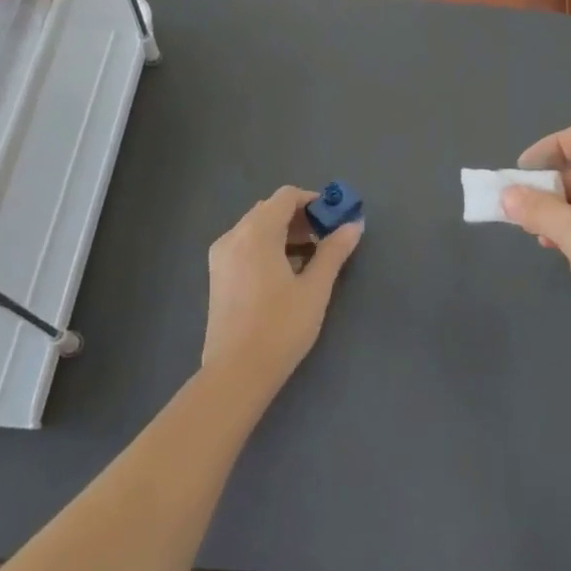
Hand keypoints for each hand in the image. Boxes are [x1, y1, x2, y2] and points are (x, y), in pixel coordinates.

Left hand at [202, 187, 362, 399]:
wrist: (236, 373)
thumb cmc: (280, 327)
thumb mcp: (315, 288)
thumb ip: (334, 251)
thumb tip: (353, 224)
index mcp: (257, 232)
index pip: (286, 196)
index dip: (313, 201)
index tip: (335, 218)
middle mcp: (234, 236)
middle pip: (270, 209)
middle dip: (300, 217)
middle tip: (326, 238)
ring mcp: (221, 256)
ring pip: (257, 228)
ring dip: (285, 232)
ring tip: (311, 257)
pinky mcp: (217, 275)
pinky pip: (245, 245)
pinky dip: (268, 247)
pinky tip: (286, 273)